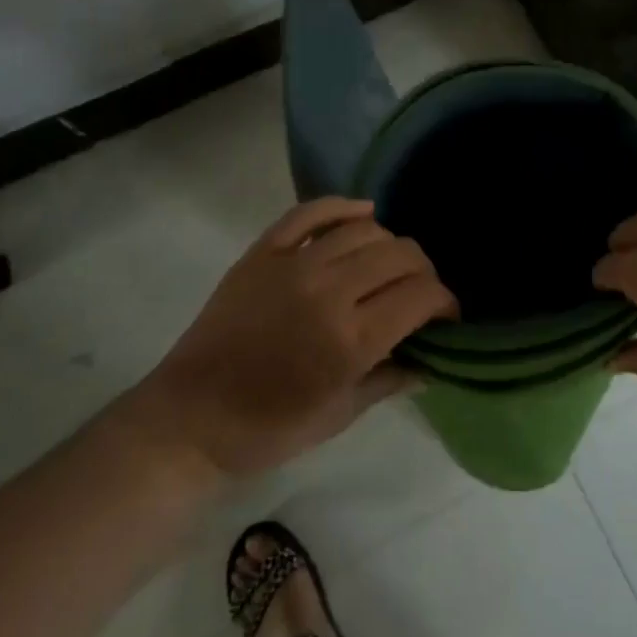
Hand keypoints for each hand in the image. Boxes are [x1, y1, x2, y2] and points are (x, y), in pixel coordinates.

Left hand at [137, 199, 456, 476]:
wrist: (191, 417)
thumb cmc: (269, 429)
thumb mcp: (340, 415)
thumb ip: (391, 380)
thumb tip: (431, 362)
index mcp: (352, 339)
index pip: (422, 295)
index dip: (446, 301)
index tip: (446, 316)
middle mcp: (329, 291)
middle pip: (400, 254)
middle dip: (424, 272)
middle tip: (419, 294)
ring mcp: (293, 265)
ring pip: (364, 229)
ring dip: (389, 245)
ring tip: (387, 266)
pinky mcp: (263, 253)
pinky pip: (310, 212)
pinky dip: (342, 207)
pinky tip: (362, 213)